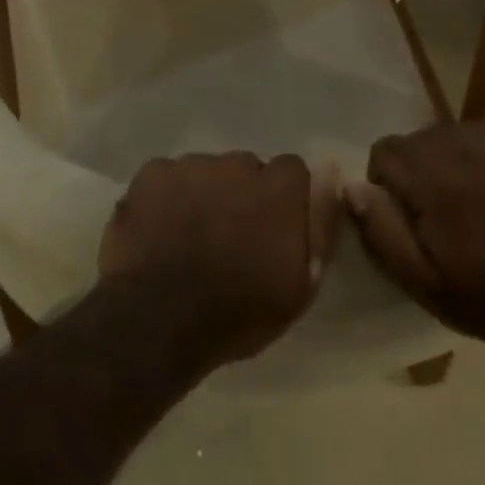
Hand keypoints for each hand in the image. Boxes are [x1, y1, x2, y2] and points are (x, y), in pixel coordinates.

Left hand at [99, 152, 340, 372]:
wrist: (158, 319)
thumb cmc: (238, 312)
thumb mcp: (301, 285)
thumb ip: (320, 224)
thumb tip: (331, 170)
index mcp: (277, 190)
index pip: (292, 170)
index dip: (284, 198)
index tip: (273, 229)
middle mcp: (236, 165)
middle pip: (246, 168)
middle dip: (242, 193)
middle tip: (229, 235)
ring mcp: (190, 165)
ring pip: (206, 169)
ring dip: (205, 192)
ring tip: (191, 234)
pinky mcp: (152, 173)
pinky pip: (168, 175)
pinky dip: (167, 195)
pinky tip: (159, 228)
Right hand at [347, 118, 484, 344]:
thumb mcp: (423, 281)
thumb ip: (380, 229)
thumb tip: (352, 185)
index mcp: (425, 169)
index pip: (383, 153)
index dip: (390, 188)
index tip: (412, 221)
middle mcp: (457, 137)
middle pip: (420, 143)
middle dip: (426, 175)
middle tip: (451, 220)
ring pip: (458, 137)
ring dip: (460, 164)